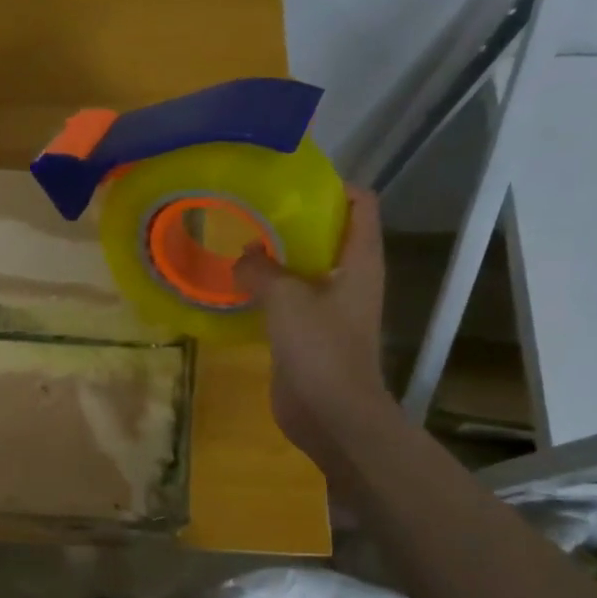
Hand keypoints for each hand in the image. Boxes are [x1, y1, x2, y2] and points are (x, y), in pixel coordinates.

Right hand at [233, 188, 388, 453]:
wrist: (332, 414)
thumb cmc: (320, 349)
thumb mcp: (287, 299)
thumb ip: (261, 270)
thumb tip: (243, 256)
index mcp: (361, 261)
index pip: (360, 204)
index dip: (332, 187)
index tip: (289, 183)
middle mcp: (350, 278)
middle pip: (328, 234)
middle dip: (294, 220)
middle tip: (251, 211)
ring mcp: (329, 308)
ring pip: (304, 268)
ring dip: (276, 257)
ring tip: (237, 243)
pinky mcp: (307, 333)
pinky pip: (287, 300)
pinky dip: (266, 289)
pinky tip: (235, 286)